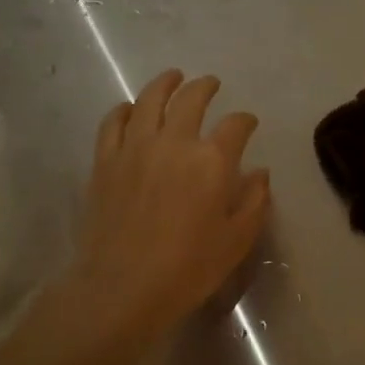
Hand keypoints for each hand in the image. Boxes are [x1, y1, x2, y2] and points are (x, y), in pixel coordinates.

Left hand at [65, 69, 269, 341]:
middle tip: (211, 83)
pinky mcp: (105, 161)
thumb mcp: (237, 240)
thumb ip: (254, 202)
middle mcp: (174, 143)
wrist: (122, 287)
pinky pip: (114, 122)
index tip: (248, 123)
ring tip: (173, 77)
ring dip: (165, 83)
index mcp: (212, 161)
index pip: (235, 125)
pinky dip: (125, 110)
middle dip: (205, 87)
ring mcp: (135, 148)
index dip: (245, 120)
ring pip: (150, 100)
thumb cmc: (188, 268)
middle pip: (191, 99)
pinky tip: (131, 109)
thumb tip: (259, 174)